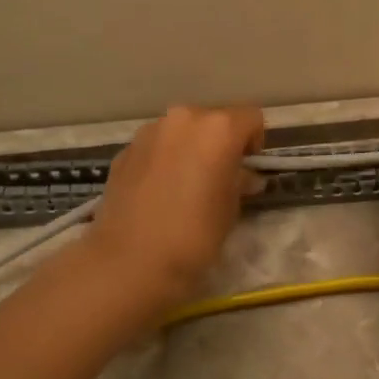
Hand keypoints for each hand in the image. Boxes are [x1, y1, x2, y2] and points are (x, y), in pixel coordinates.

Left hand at [90, 105, 265, 303]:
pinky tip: (160, 192)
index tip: (247, 170)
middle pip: (213, 119)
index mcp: (218, 129)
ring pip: (181, 131)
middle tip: (219, 177)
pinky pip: (156, 146)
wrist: (130, 260)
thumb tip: (242, 176)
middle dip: (220, 142)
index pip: (251, 118)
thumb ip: (239, 181)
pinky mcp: (124, 150)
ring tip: (186, 185)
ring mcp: (149, 132)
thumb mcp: (231, 208)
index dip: (254, 143)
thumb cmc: (195, 234)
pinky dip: (164, 159)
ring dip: (190, 148)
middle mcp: (183, 119)